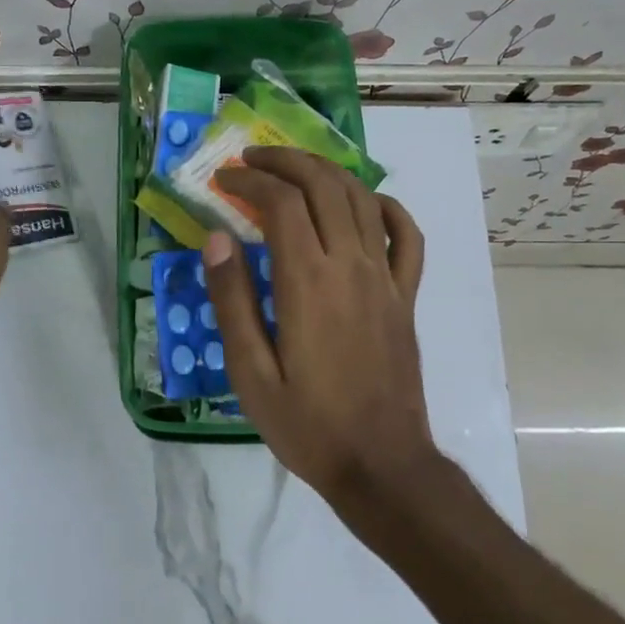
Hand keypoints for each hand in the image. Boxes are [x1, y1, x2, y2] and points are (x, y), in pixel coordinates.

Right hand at [203, 147, 436, 509]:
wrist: (381, 464)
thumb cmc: (308, 424)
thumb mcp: (250, 373)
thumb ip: (232, 301)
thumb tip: (217, 238)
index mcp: (307, 282)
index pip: (281, 203)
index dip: (249, 182)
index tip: (223, 181)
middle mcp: (350, 266)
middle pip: (323, 185)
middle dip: (285, 161)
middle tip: (252, 159)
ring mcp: (385, 278)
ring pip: (362, 198)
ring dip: (327, 172)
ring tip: (294, 168)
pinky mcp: (405, 295)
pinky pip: (406, 236)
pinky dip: (387, 208)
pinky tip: (366, 202)